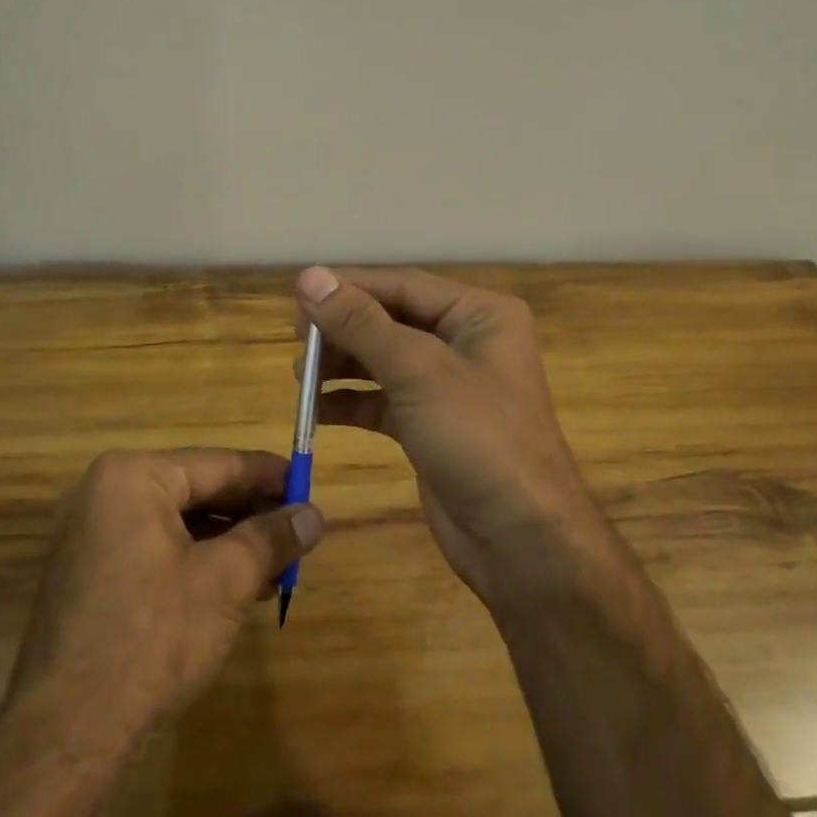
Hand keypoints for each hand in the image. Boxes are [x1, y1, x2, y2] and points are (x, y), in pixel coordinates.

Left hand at [5, 448, 323, 748]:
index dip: (269, 476)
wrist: (67, 735)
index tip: (309, 486)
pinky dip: (195, 561)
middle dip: (250, 513)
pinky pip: (153, 549)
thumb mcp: (226, 581)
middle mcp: (104, 493)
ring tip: (276, 564)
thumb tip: (314, 515)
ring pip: (177, 523)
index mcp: (132, 477)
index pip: (218, 464)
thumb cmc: (152, 638)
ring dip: (227, 542)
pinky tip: (234, 587)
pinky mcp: (87, 574)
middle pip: (196, 490)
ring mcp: (90, 535)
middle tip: (297, 530)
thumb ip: (272, 538)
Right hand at [294, 266, 607, 605]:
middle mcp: (466, 342)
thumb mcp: (418, 371)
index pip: (403, 285)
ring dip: (342, 365)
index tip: (298, 293)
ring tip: (299, 374)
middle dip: (343, 329)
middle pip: (392, 320)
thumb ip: (361, 323)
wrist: (520, 540)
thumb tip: (309, 276)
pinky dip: (351, 402)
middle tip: (295, 338)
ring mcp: (449, 386)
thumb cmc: (478, 438)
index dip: (349, 286)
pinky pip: (383, 401)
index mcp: (479, 314)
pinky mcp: (432, 425)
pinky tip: (316, 410)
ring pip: (384, 360)